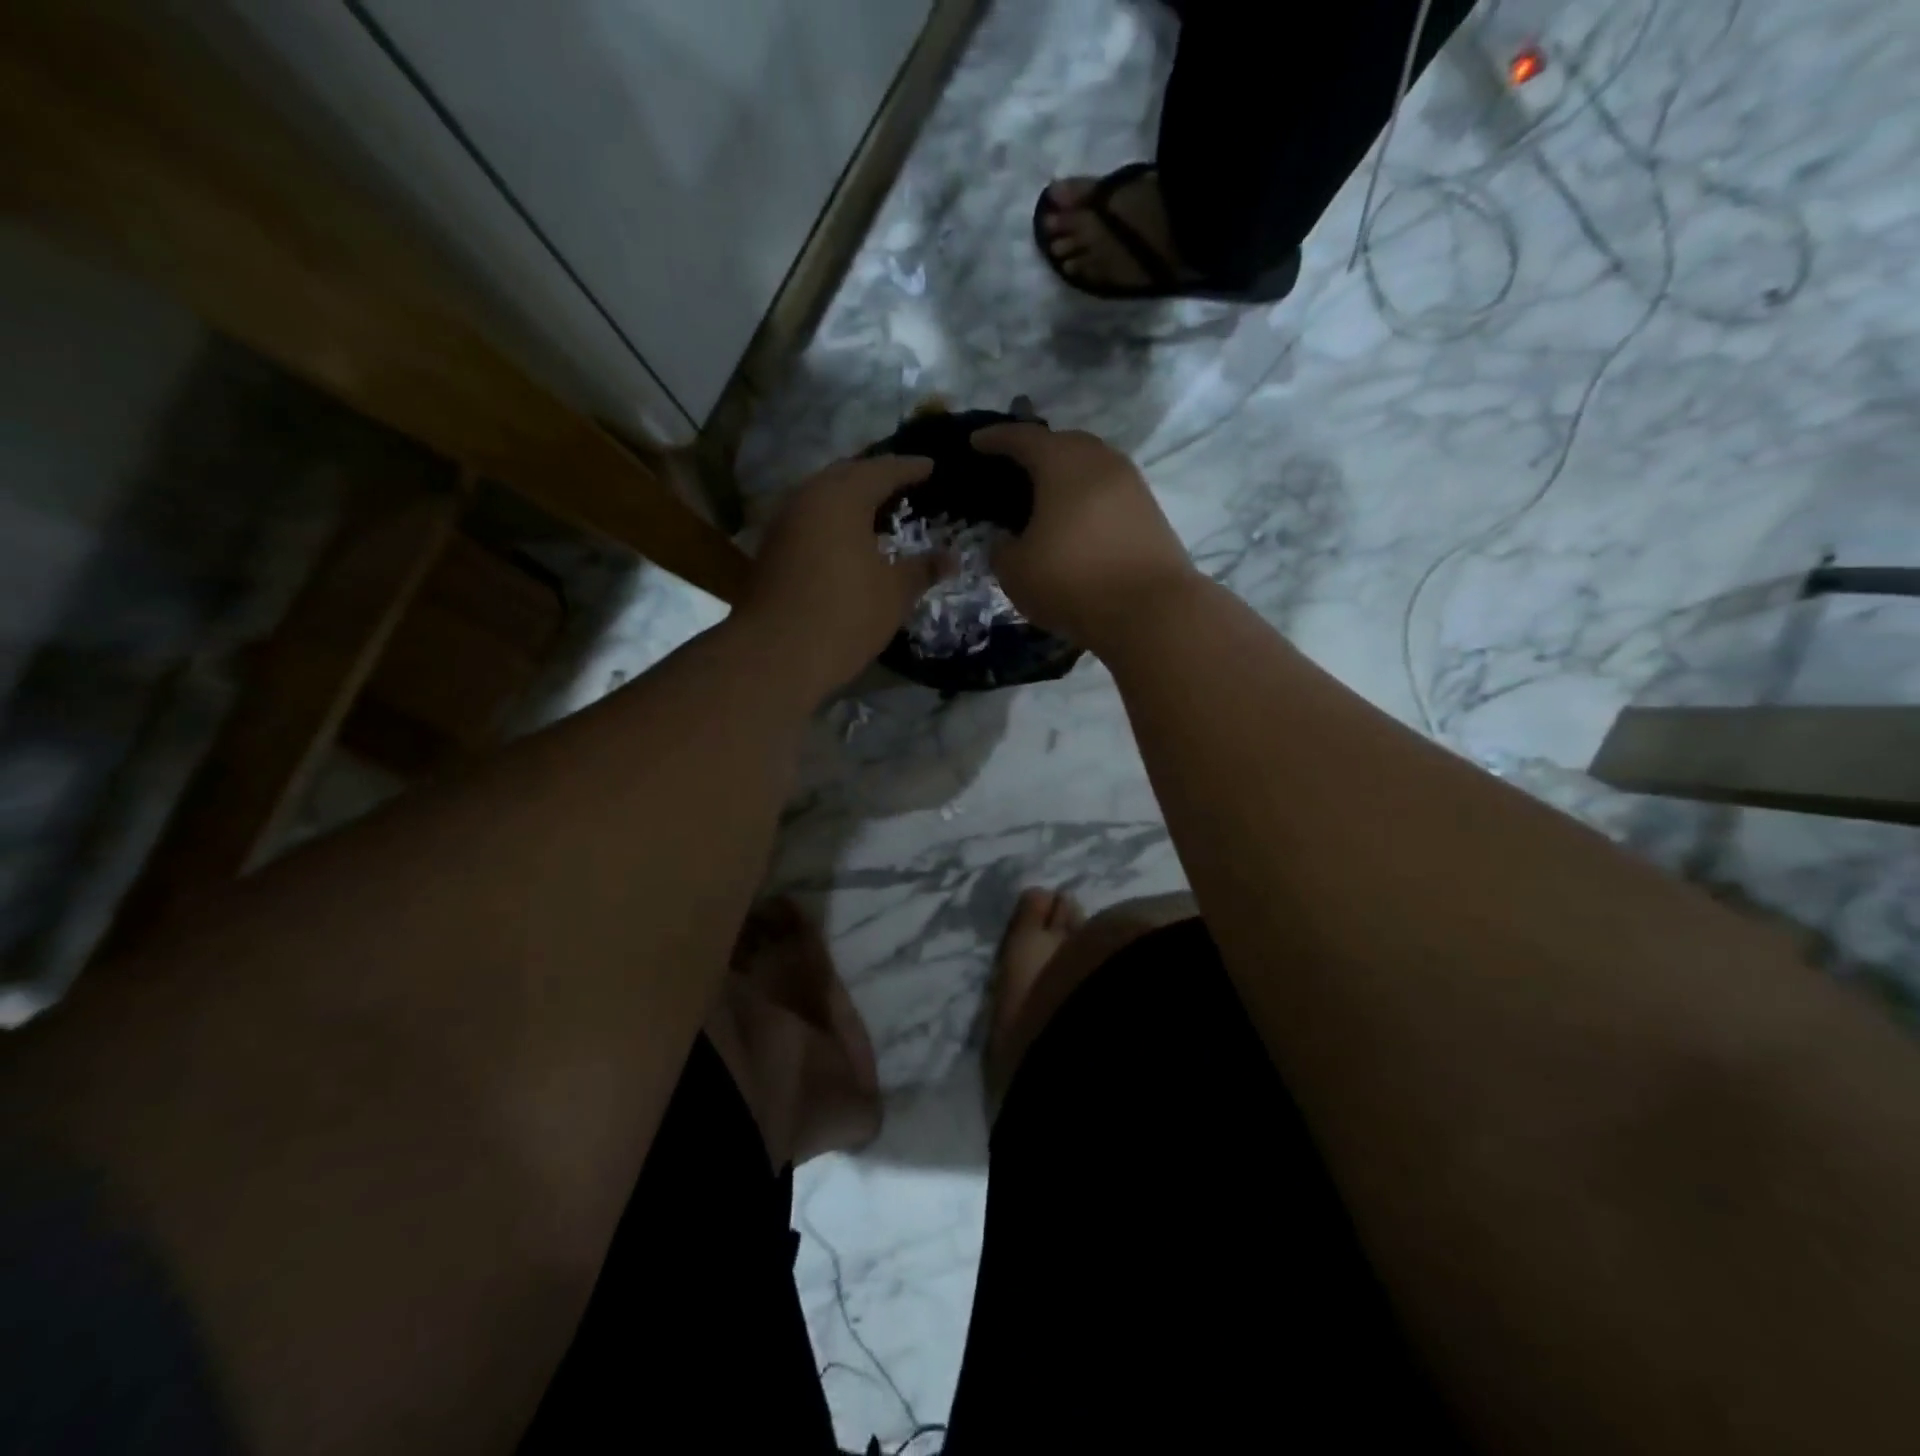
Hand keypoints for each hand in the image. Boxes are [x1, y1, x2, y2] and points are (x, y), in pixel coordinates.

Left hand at [738, 455, 952, 693]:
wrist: (776, 654)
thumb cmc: (845, 616)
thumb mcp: (895, 593)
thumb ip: (923, 569)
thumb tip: (952, 559)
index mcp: (842, 497)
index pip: (882, 470)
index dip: (910, 468)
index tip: (931, 466)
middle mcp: (807, 498)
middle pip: (846, 474)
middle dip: (875, 476)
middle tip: (903, 483)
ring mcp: (784, 522)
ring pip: (822, 496)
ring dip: (850, 498)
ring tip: (878, 510)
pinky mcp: (771, 549)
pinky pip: (809, 519)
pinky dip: (832, 520)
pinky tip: (848, 539)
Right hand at [971, 424, 1200, 651]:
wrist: (1151, 611)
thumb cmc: (1072, 581)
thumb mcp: (1016, 571)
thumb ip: (1002, 549)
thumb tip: (1006, 541)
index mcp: (1062, 462)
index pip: (1023, 438)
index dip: (995, 439)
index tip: (976, 442)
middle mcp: (1101, 461)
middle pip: (1063, 443)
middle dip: (1037, 451)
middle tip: (1014, 469)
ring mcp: (1132, 485)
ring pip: (1091, 467)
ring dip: (1066, 476)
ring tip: (1045, 497)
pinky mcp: (1150, 513)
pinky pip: (1108, 493)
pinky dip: (1086, 499)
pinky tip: (1075, 522)